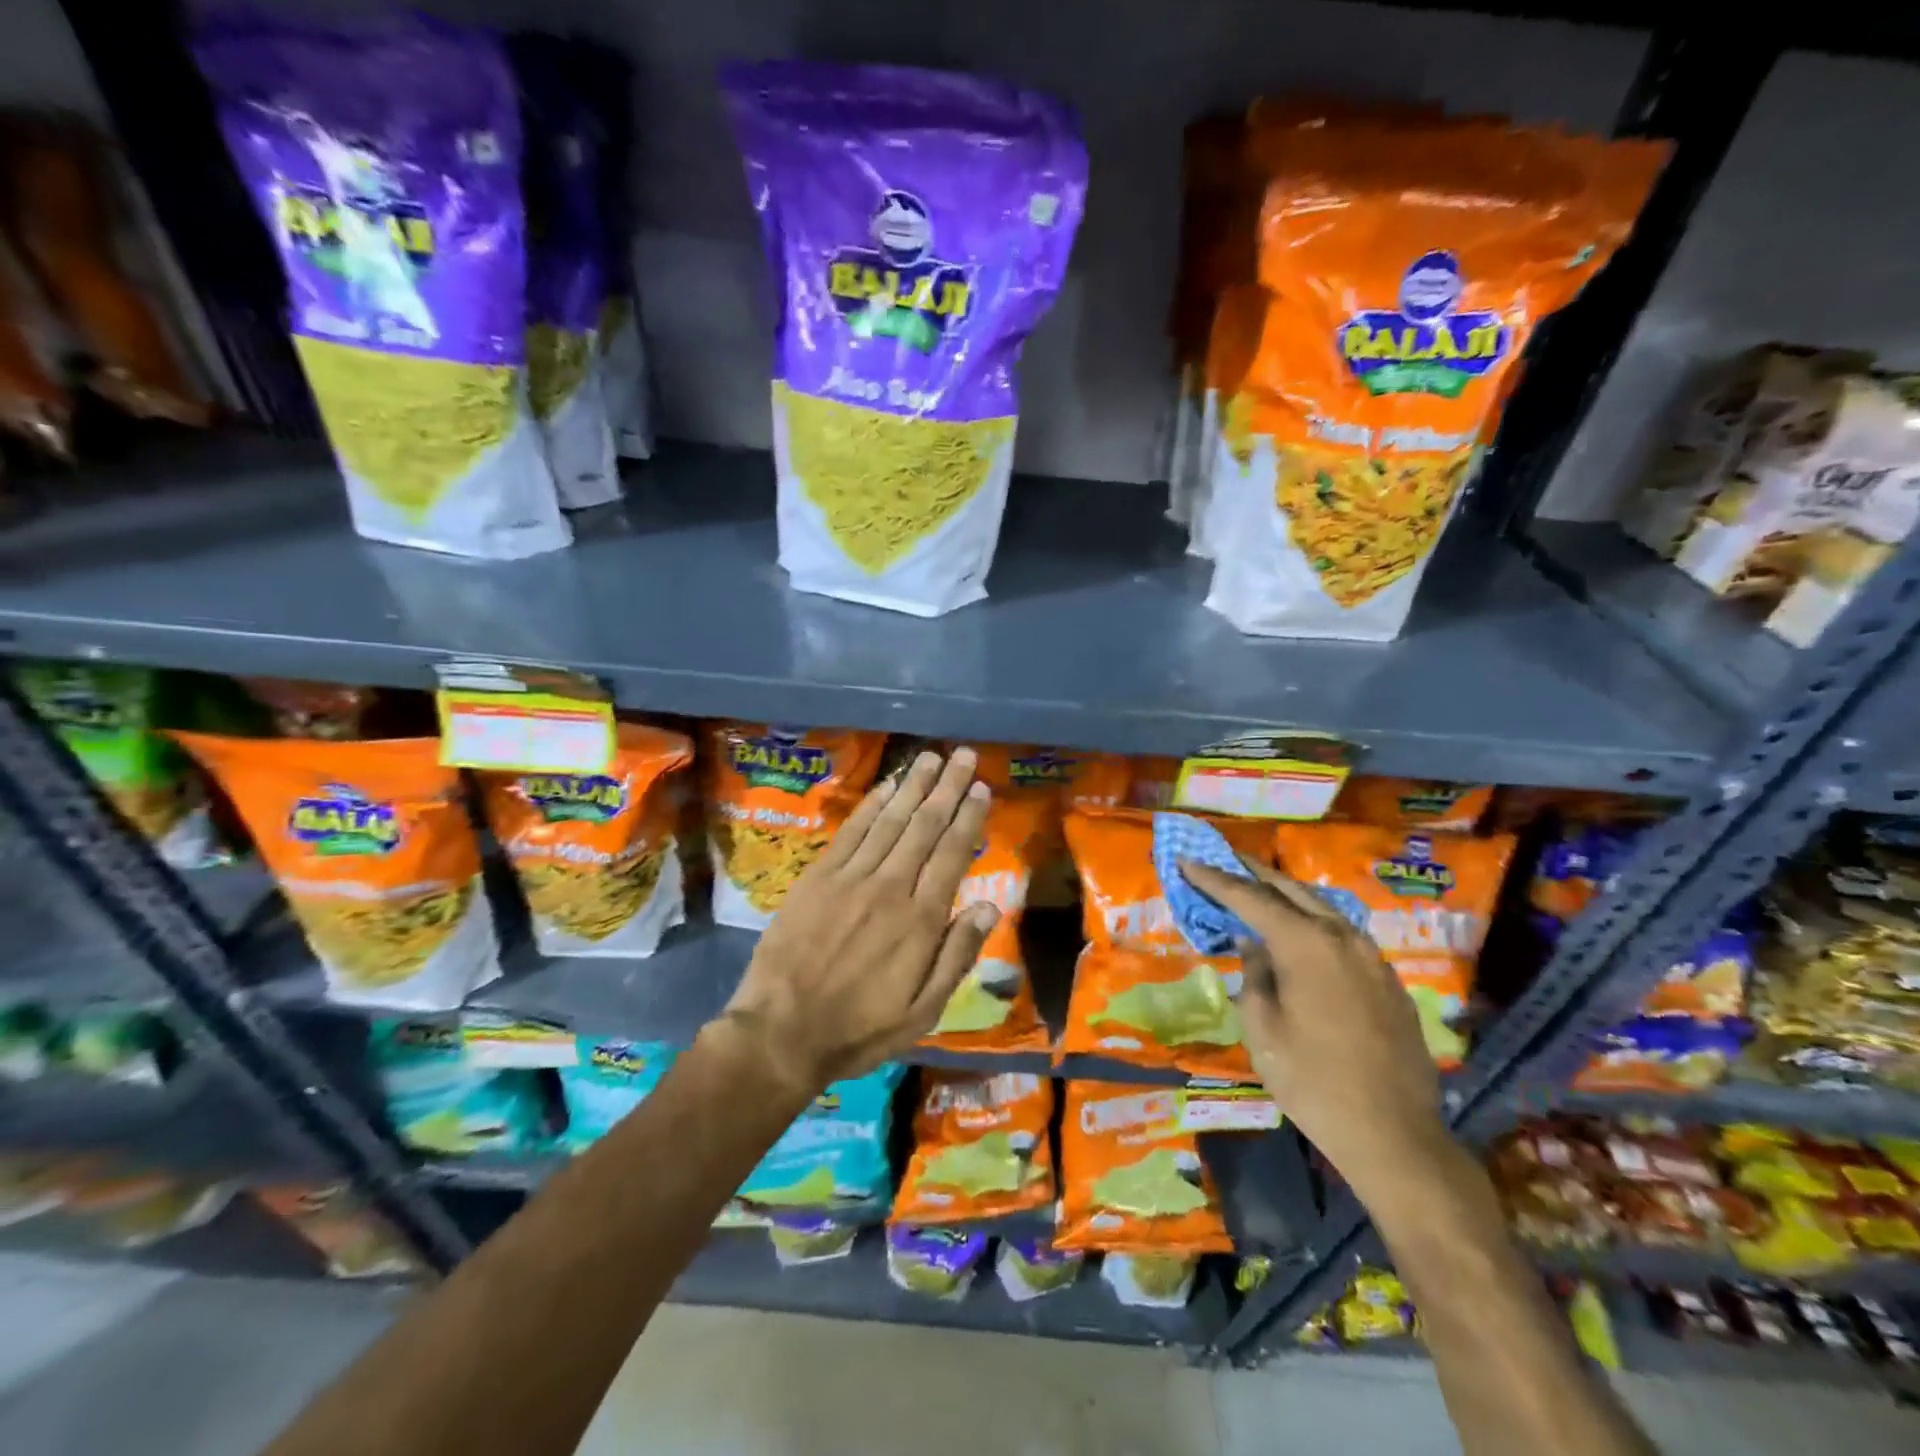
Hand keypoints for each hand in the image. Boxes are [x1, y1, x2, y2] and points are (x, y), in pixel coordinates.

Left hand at [719, 747, 996, 1094]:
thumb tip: (988, 905)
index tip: (981, 789)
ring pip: (890, 820)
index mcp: (920, 920)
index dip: (968, 818)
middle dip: (947, 788)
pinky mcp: (818, 877)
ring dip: (913, 785)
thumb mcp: (923, 1011)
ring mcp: (851, 878)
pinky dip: (872, 805)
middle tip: (964, 755)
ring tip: (932, 757)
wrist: (781, 1032)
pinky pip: (852, 831)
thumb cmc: (859, 1028)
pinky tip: (887, 786)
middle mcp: (890, 887)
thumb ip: (957, 955)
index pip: (952, 854)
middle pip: (924, 826)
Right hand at [1181, 858, 1449, 1196]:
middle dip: (1253, 872)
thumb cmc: (1312, 1081)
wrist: (1393, 1134)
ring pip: (1322, 907)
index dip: (1215, 878)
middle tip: (1224, 859)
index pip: (1249, 898)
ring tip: (1260, 886)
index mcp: (1305, 944)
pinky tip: (1303, 931)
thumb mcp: (1262, 1028)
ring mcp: (1371, 957)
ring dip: (1287, 893)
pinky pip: (1343, 933)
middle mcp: (1341, 937)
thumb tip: (1252, 944)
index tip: (1187, 860)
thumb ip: (1254, 975)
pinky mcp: (1388, 980)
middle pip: (1291, 889)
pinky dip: (1314, 920)